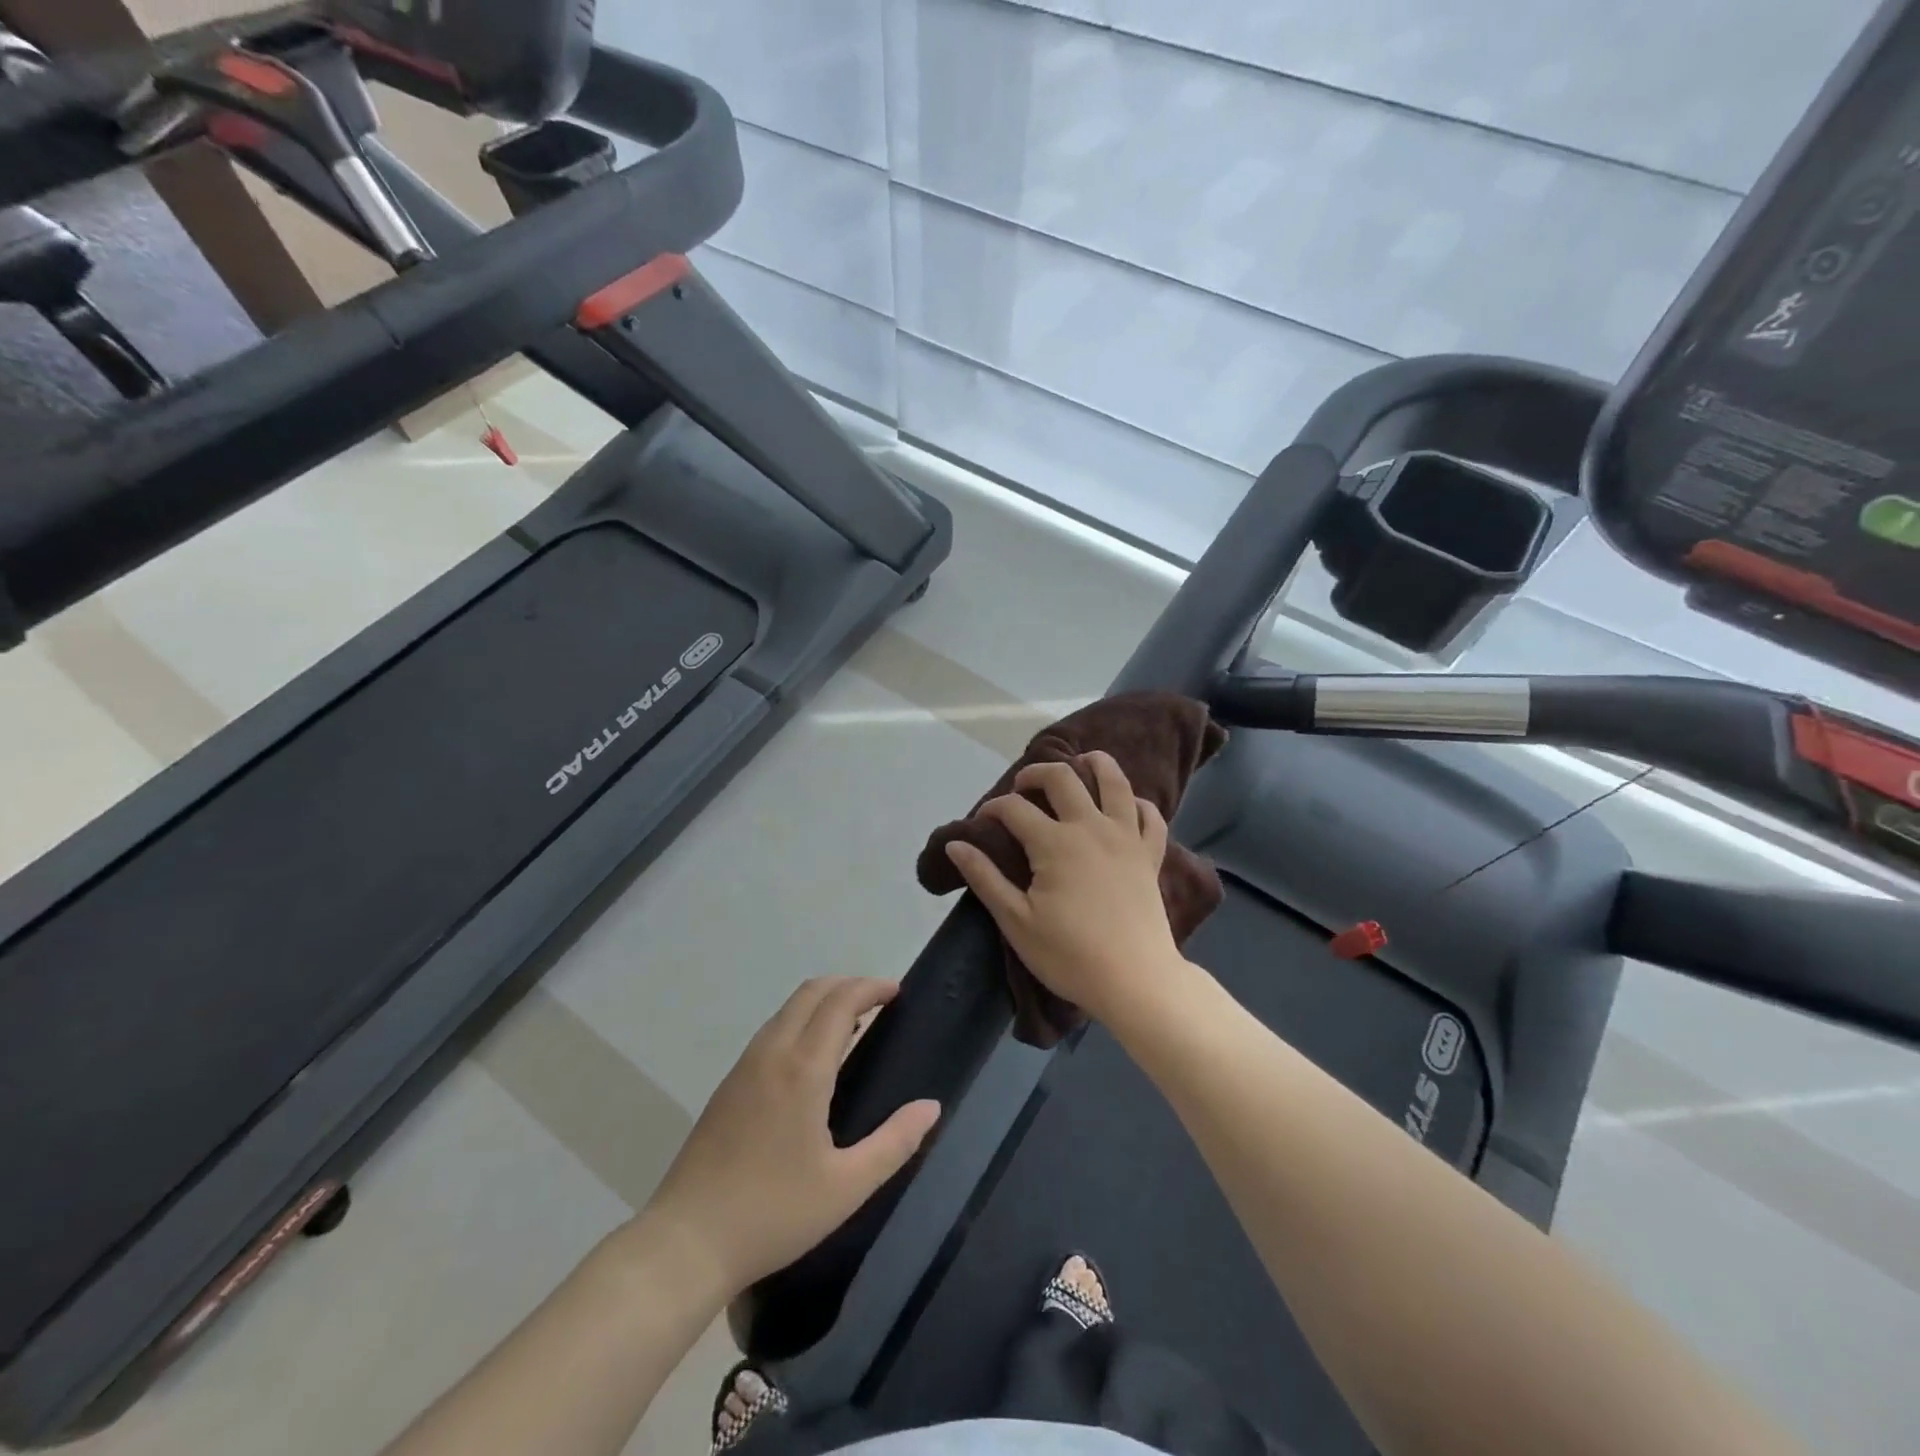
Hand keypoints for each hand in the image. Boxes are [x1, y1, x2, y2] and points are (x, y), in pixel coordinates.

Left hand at [640, 978, 939, 1295]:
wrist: (685, 1242)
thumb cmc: (773, 1213)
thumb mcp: (847, 1187)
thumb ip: (895, 1143)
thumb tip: (931, 1107)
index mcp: (803, 1068)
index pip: (840, 1001)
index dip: (871, 987)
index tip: (897, 992)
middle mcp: (772, 1053)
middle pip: (811, 992)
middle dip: (848, 985)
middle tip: (879, 1002)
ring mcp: (744, 1067)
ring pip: (787, 1009)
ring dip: (822, 1002)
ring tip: (852, 1025)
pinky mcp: (727, 1085)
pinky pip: (771, 1031)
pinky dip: (800, 1021)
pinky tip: (811, 1058)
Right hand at [944, 752, 1180, 1022]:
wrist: (1135, 981)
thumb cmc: (1070, 955)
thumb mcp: (1016, 921)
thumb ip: (984, 878)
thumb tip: (955, 844)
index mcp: (1055, 842)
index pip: (1015, 808)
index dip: (993, 808)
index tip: (982, 821)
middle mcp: (1091, 827)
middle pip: (1063, 778)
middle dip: (1037, 773)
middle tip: (1024, 786)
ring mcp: (1126, 837)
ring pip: (1115, 782)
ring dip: (1095, 764)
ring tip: (1081, 763)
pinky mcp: (1150, 854)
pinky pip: (1150, 816)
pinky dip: (1137, 804)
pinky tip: (1126, 806)